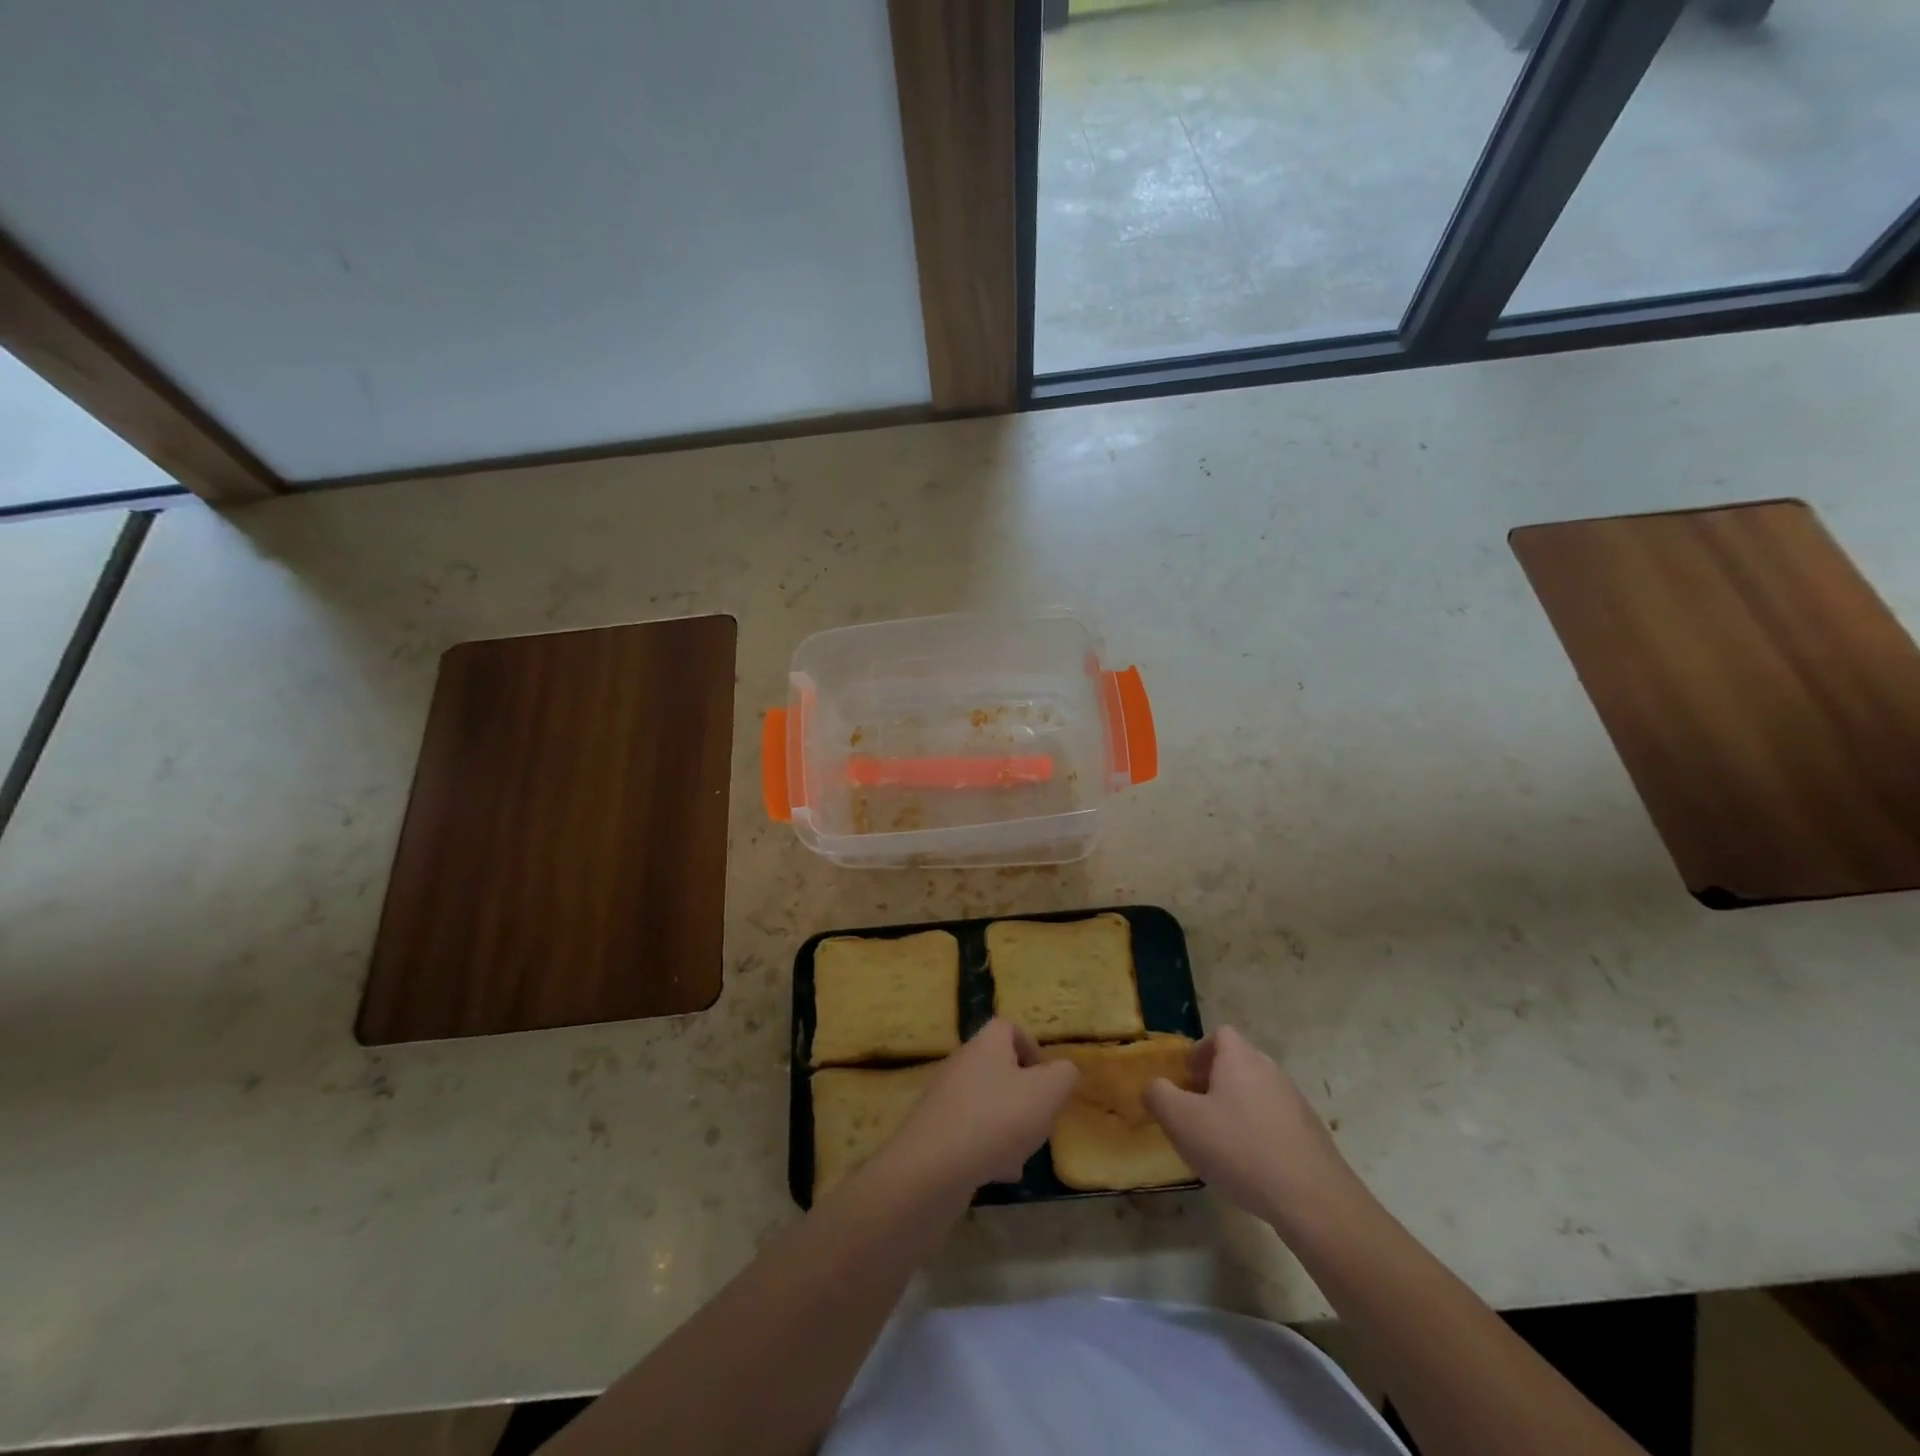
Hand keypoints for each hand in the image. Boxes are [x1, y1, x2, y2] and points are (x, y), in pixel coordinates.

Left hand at [878, 1019, 1078, 1197]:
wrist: (935, 1166)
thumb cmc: (998, 1118)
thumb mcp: (1048, 1093)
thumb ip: (1064, 1076)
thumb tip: (1062, 1071)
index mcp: (986, 1044)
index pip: (1008, 1027)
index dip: (1030, 1046)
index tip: (1046, 1077)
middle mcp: (962, 1063)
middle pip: (997, 1067)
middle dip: (1023, 1094)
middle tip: (1039, 1118)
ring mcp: (944, 1097)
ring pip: (985, 1103)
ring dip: (1007, 1124)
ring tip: (1023, 1152)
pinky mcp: (934, 1130)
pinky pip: (969, 1132)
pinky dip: (987, 1148)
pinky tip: (999, 1173)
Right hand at [1143, 1026, 1366, 1229]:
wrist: (1313, 1200)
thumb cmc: (1238, 1149)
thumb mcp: (1181, 1120)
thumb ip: (1158, 1095)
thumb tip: (1155, 1087)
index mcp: (1240, 1059)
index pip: (1220, 1035)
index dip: (1199, 1051)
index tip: (1186, 1078)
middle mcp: (1270, 1071)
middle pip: (1239, 1063)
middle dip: (1215, 1081)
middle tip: (1196, 1110)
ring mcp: (1296, 1103)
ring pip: (1258, 1093)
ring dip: (1237, 1108)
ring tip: (1221, 1142)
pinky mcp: (1312, 1136)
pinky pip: (1277, 1122)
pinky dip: (1259, 1134)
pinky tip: (1251, 1166)